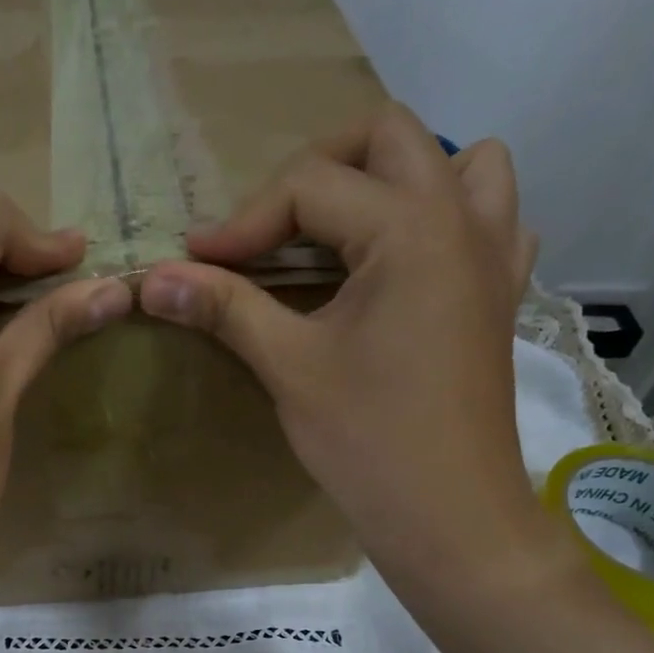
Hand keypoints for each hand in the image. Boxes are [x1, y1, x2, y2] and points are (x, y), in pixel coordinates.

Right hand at [138, 102, 569, 609]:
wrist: (448, 515)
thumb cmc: (368, 440)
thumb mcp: (289, 367)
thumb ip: (225, 308)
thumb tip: (152, 279)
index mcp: (411, 227)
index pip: (310, 187)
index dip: (243, 222)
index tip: (197, 263)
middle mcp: (463, 219)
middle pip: (389, 137)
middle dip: (317, 170)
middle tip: (269, 229)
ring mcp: (495, 256)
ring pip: (462, 163)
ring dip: (398, 179)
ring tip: (349, 230)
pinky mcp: (500, 296)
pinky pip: (492, 221)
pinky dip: (448, 221)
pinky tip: (408, 265)